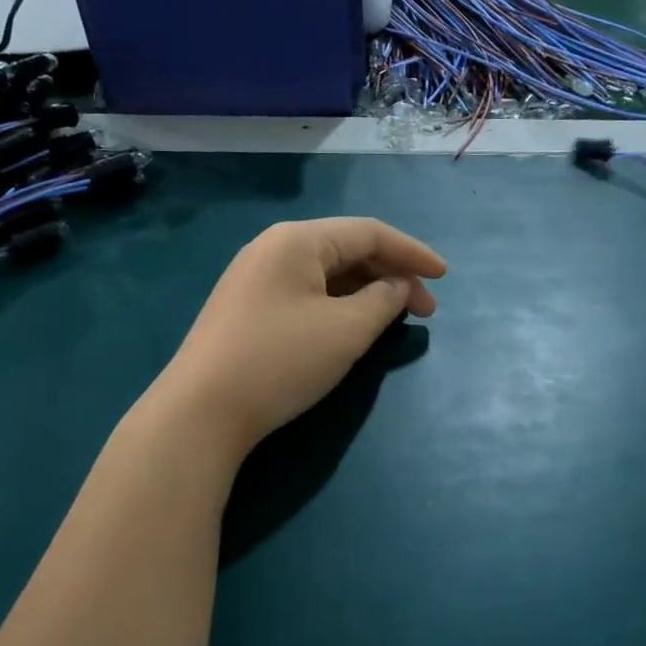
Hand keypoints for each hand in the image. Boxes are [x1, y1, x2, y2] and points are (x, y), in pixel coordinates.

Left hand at [159, 218, 446, 458]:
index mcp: (297, 240)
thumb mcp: (346, 331)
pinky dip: (338, 305)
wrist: (200, 411)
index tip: (445, 277)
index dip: (412, 253)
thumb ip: (384, 300)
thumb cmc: (280, 361)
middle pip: (346, 250)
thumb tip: (398, 286)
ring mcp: (255, 278)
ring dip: (366, 292)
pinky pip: (305, 294)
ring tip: (394, 320)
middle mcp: (273, 248)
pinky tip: (352, 326)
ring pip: (326, 274)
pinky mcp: (246, 308)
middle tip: (424, 311)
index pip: (368, 233)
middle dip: (391, 276)